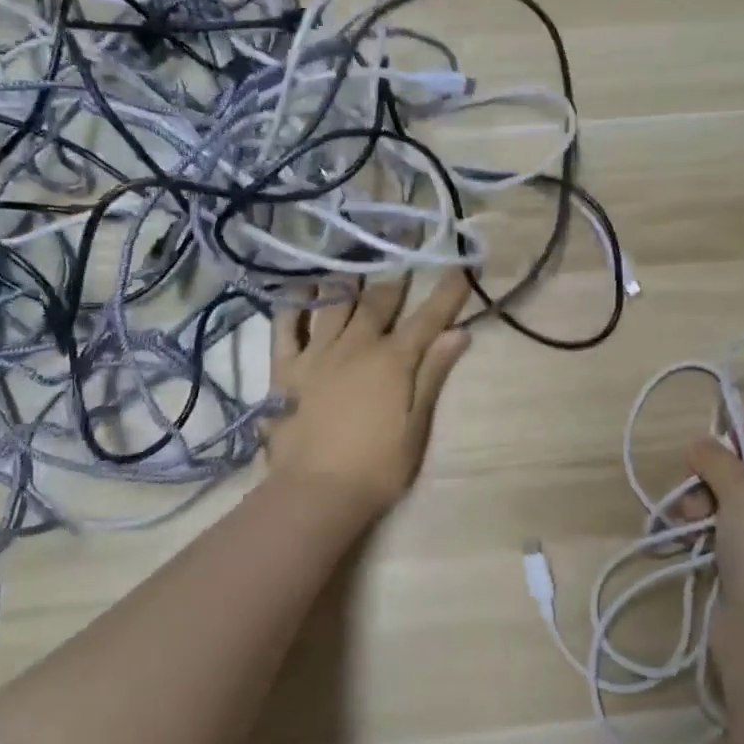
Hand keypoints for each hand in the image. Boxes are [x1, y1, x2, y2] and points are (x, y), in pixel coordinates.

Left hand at [266, 271, 472, 519]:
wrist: (317, 492)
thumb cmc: (377, 466)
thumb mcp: (416, 425)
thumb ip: (434, 374)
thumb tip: (458, 332)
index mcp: (392, 361)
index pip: (427, 319)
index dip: (446, 292)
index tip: (458, 267)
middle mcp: (355, 346)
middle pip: (377, 301)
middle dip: (395, 276)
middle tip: (402, 252)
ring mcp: (317, 354)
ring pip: (332, 303)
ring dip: (346, 281)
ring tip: (353, 266)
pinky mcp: (285, 368)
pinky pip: (285, 326)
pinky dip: (293, 304)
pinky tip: (300, 290)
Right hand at [687, 429, 743, 652]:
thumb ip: (720, 461)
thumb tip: (701, 443)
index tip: (728, 428)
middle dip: (718, 470)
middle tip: (695, 474)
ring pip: (730, 503)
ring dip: (701, 500)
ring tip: (684, 515)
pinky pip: (719, 534)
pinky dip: (699, 528)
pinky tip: (678, 533)